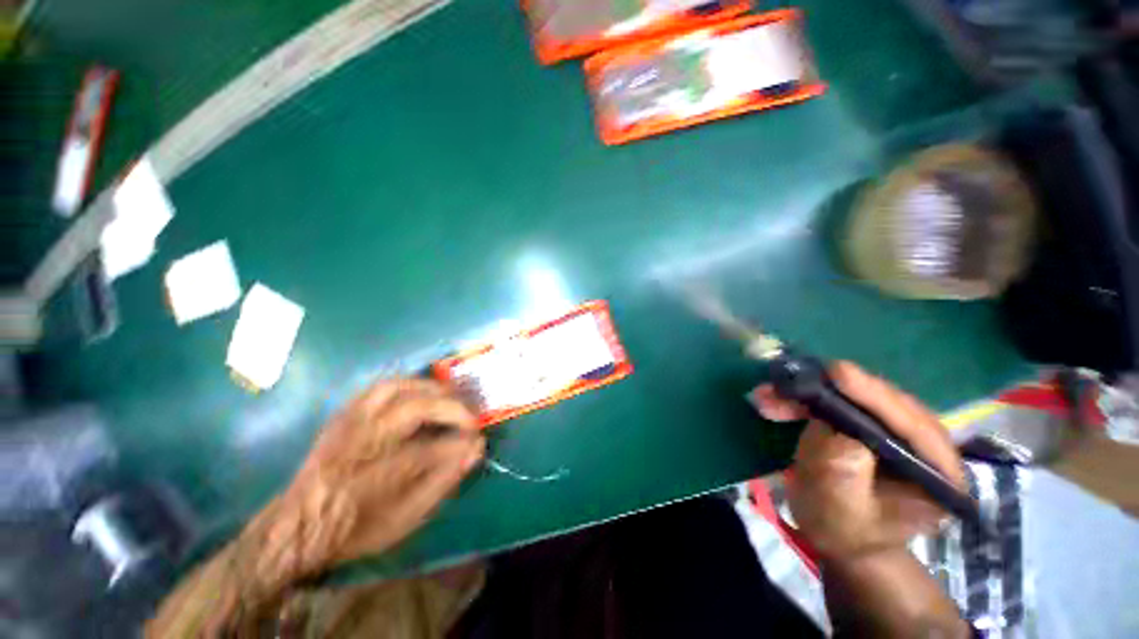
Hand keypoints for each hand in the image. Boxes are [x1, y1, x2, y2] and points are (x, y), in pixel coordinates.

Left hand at [246, 379, 483, 589]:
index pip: (430, 450)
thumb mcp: (403, 520)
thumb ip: (442, 483)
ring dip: (431, 388)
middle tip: (470, 416)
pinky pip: (380, 387)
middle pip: (414, 409)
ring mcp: (349, 424)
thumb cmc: (353, 530)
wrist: (294, 526)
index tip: (479, 441)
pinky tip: (422, 392)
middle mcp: (360, 443)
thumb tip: (475, 451)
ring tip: (451, 397)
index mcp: (371, 478)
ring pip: (396, 388)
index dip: (461, 442)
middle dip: (451, 408)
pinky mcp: (344, 415)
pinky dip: (408, 384)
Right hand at [753, 362, 966, 559]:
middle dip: (831, 391)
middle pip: (883, 403)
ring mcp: (894, 431)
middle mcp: (925, 445)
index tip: (837, 373)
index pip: (915, 427)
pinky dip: (803, 400)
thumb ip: (845, 473)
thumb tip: (837, 431)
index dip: (876, 397)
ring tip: (768, 395)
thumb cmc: (844, 532)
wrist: (837, 535)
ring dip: (809, 393)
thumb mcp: (842, 511)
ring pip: (856, 398)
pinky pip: (836, 402)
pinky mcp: (867, 423)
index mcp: (940, 473)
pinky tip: (775, 401)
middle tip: (787, 384)